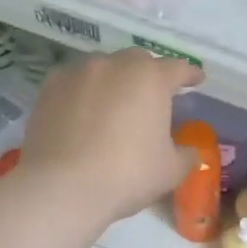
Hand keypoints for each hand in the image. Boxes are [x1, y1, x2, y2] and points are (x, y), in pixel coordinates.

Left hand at [17, 49, 203, 223]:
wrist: (63, 187)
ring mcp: (78, 73)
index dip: (190, 75)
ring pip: (104, 67)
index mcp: (151, 79)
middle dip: (150, 74)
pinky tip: (85, 111)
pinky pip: (75, 81)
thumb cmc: (128, 175)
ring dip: (115, 79)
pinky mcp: (49, 88)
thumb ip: (186, 154)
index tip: (196, 80)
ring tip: (117, 102)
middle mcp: (114, 65)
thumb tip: (188, 150)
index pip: (178, 68)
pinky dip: (85, 91)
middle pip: (139, 60)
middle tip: (155, 96)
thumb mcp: (171, 170)